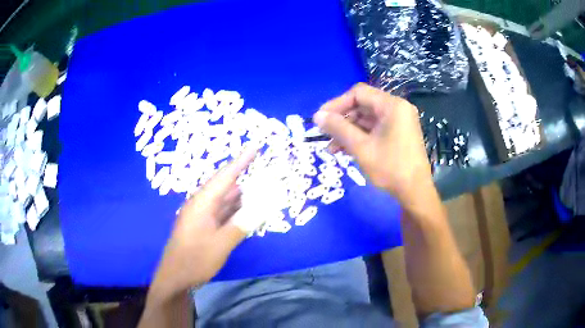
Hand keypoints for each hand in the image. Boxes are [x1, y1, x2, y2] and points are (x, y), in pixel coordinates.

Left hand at [149, 147, 257, 300]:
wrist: (175, 277)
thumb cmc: (194, 259)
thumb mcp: (220, 244)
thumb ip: (241, 225)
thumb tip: (261, 208)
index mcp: (202, 203)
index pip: (224, 177)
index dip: (240, 162)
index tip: (254, 147)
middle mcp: (201, 206)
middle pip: (225, 188)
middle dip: (245, 181)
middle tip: (265, 176)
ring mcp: (202, 217)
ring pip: (225, 202)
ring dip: (242, 199)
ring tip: (261, 193)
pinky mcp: (203, 228)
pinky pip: (223, 215)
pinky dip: (236, 213)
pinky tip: (248, 214)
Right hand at [313, 83, 430, 201]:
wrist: (415, 192)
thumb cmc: (390, 168)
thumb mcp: (361, 147)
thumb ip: (338, 128)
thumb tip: (317, 115)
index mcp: (392, 105)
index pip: (359, 93)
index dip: (337, 104)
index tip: (321, 118)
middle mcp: (397, 108)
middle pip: (363, 105)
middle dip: (342, 120)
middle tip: (325, 135)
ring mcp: (399, 121)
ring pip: (367, 119)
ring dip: (348, 131)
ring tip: (331, 148)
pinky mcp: (399, 133)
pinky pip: (375, 129)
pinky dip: (360, 137)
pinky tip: (345, 150)